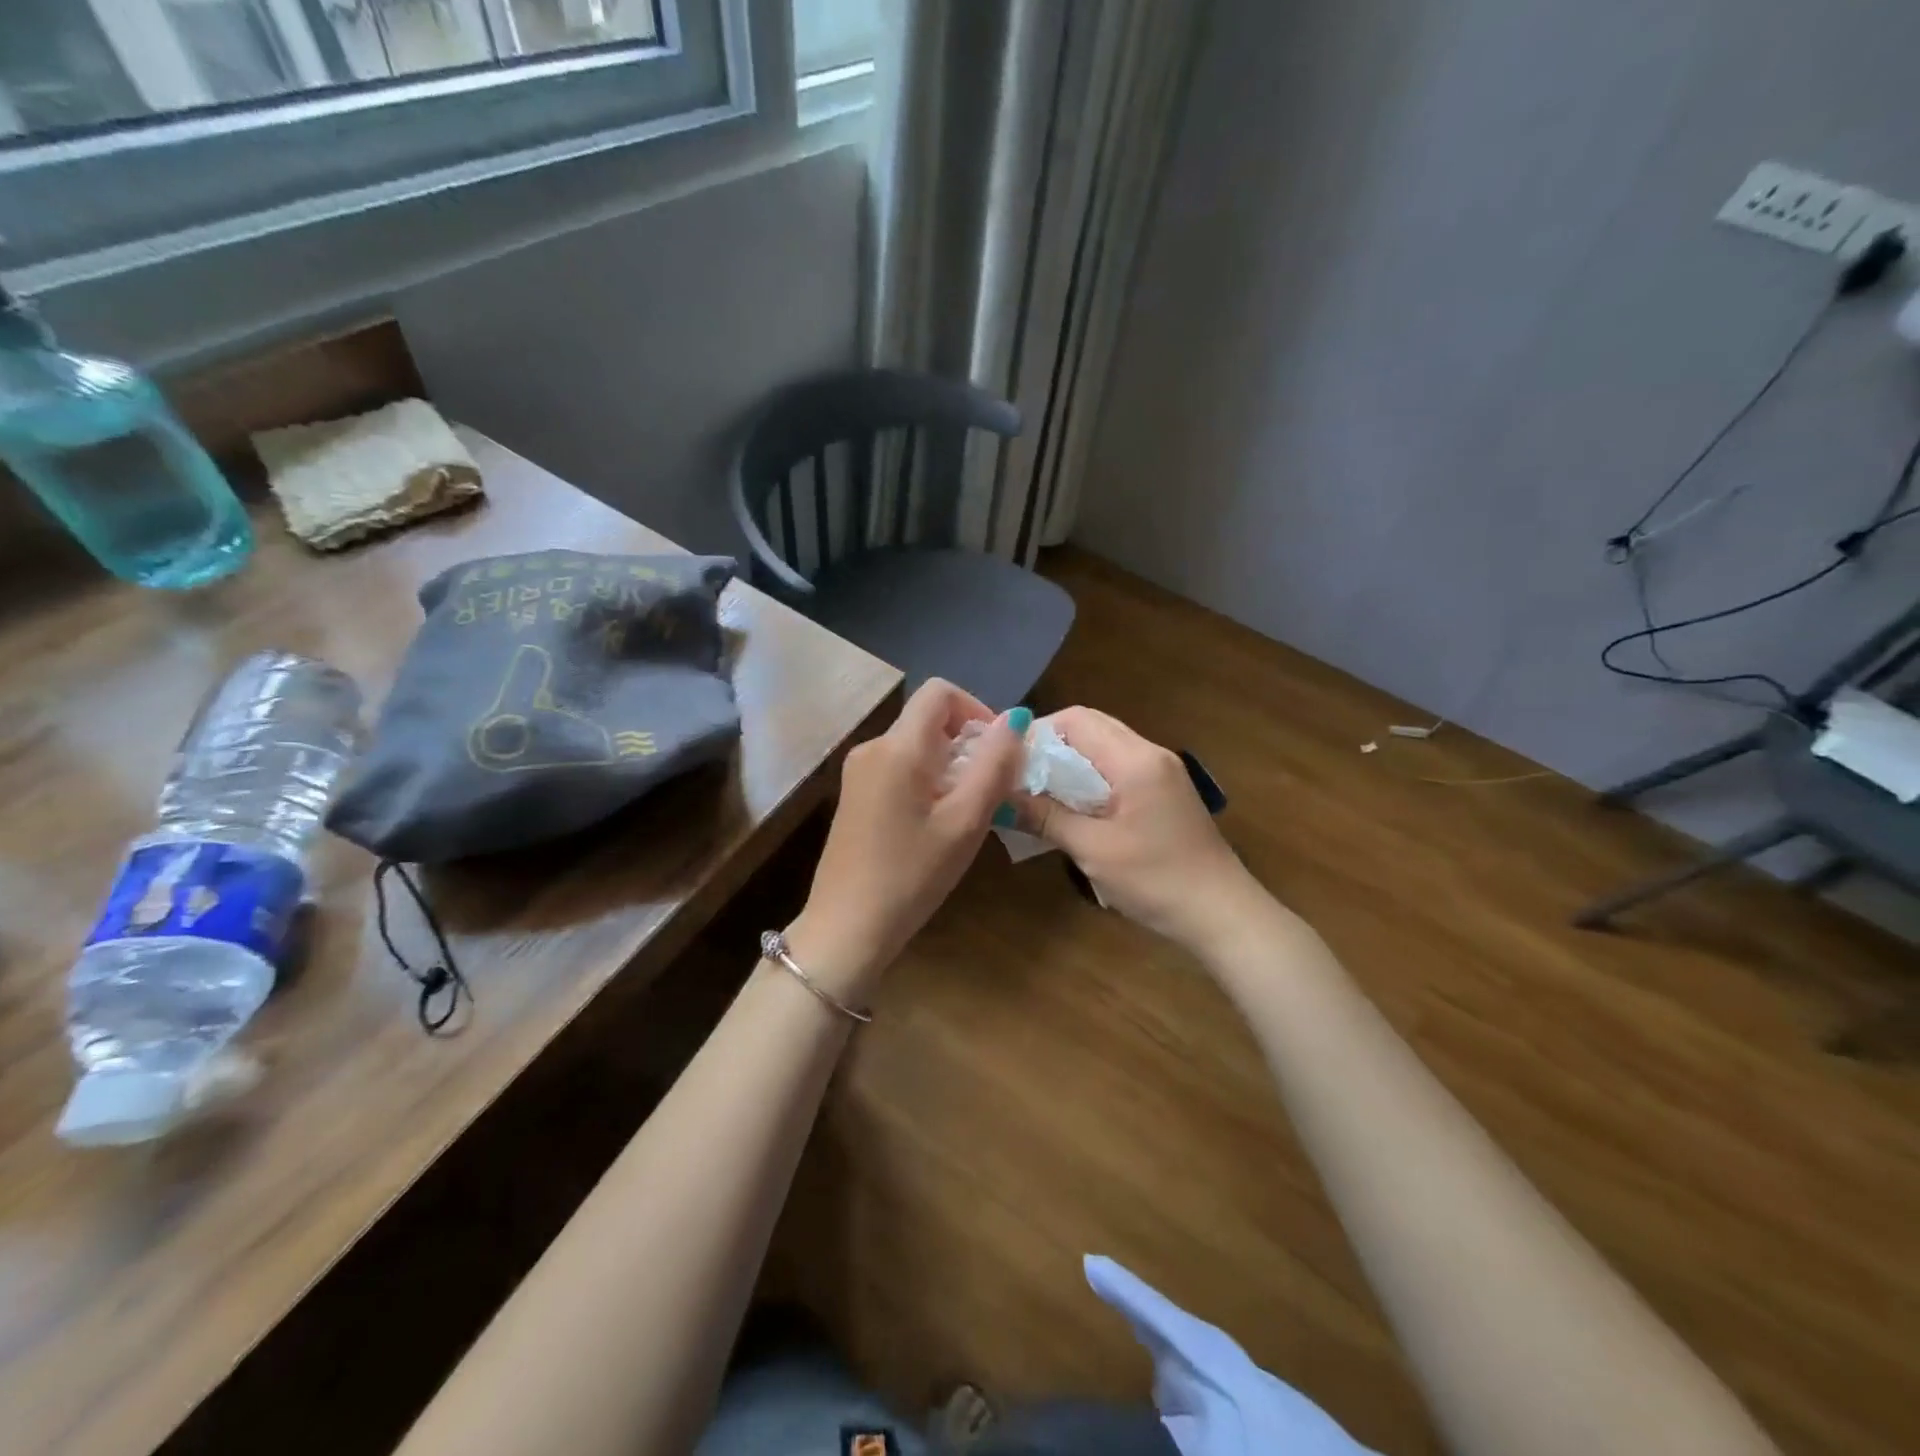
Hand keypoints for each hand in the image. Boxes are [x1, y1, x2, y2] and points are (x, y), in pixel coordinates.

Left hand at [790, 679, 1023, 1001]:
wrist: (846, 928)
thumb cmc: (912, 875)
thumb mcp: (966, 821)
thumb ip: (994, 764)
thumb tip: (1016, 717)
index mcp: (897, 747)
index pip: (940, 691)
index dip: (976, 709)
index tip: (996, 751)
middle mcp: (872, 748)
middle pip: (928, 719)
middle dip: (966, 743)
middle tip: (988, 790)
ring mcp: (858, 772)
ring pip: (915, 746)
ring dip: (950, 765)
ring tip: (966, 813)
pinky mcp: (855, 795)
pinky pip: (899, 768)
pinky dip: (927, 781)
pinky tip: (936, 824)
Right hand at [1020, 707, 1260, 952]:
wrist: (1221, 914)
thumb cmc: (1156, 880)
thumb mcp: (1093, 850)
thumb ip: (1046, 817)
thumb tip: (1000, 797)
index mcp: (1135, 760)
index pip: (1077, 720)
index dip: (1038, 732)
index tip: (1009, 760)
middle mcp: (1150, 754)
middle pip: (1091, 727)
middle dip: (1051, 745)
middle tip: (1018, 775)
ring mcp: (1162, 772)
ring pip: (1105, 747)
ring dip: (1070, 762)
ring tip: (1038, 791)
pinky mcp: (1165, 792)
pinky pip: (1118, 768)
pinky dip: (1090, 778)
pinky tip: (1071, 806)